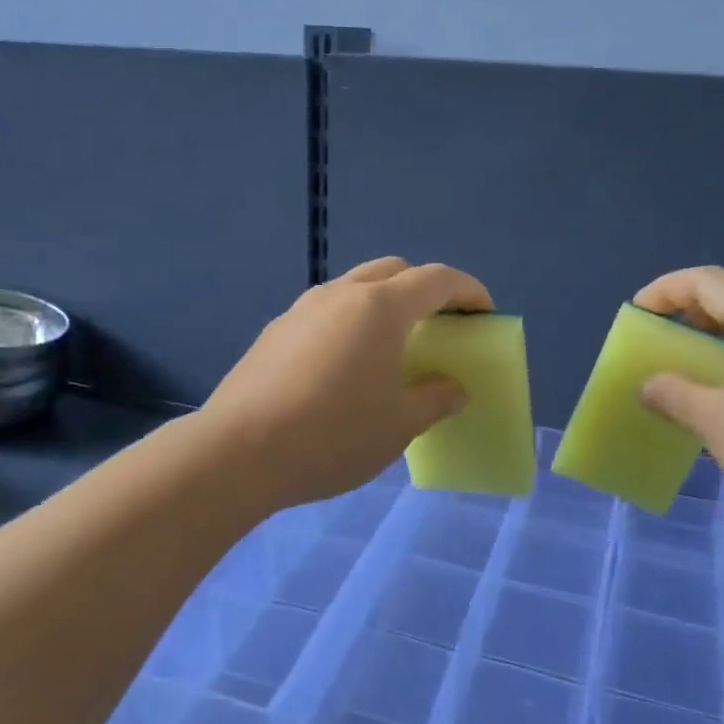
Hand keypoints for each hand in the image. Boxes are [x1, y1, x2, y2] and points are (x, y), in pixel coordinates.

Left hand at [202, 257, 492, 508]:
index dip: (468, 291)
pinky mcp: (274, 331)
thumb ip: (436, 399)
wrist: (239, 452)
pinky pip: (325, 313)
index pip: (437, 279)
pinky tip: (344, 368)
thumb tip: (454, 389)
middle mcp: (340, 294)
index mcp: (380, 307)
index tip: (485, 314)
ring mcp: (301, 309)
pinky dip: (349, 324)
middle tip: (439, 326)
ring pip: (355, 288)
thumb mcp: (400, 425)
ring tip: (391, 347)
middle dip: (424, 289)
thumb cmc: (334, 435)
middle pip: (394, 271)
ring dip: (383, 304)